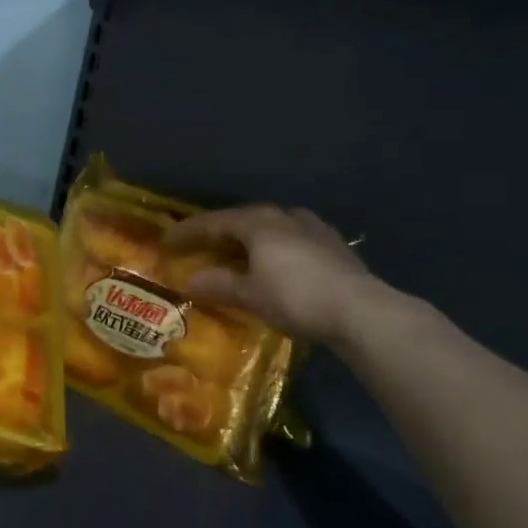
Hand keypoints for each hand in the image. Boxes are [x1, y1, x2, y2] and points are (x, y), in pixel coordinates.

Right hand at [167, 204, 380, 345]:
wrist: (360, 310)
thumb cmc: (296, 297)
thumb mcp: (250, 294)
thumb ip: (219, 284)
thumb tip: (189, 280)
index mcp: (259, 223)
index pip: (214, 221)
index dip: (188, 232)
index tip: (167, 241)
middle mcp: (285, 217)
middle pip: (244, 219)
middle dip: (221, 231)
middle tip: (202, 245)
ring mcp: (313, 229)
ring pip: (272, 226)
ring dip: (251, 237)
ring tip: (239, 252)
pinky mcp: (333, 246)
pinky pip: (292, 239)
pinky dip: (275, 247)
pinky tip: (276, 262)